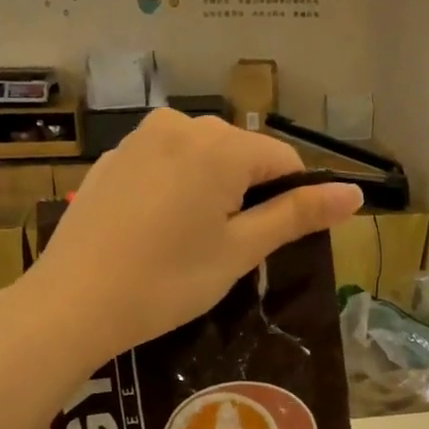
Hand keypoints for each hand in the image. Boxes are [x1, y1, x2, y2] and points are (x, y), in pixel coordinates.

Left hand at [24, 109, 362, 361]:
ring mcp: (140, 138)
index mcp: (220, 144)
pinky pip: (165, 164)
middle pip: (242, 155)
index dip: (291, 201)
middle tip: (227, 250)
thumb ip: (297, 215)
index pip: (284, 161)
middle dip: (248, 195)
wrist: (72, 303)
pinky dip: (176, 189)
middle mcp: (181, 125)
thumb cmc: (167, 281)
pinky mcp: (112, 158)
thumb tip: (355, 193)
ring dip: (213, 191)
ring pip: (202, 158)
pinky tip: (156, 231)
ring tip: (190, 242)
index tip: (272, 243)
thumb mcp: (240, 251)